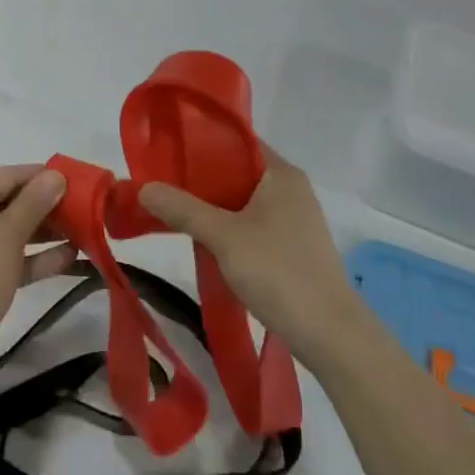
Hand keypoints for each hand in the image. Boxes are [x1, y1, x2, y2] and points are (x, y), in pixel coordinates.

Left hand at [0, 165, 73, 380]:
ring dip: (47, 231)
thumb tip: (55, 175)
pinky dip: (37, 256)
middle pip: (11, 201)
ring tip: (84, 230)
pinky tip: (71, 257)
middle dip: (48, 206)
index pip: (9, 175)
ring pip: (14, 230)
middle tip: (85, 208)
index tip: (78, 181)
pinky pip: (12, 256)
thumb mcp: (9, 232)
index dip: (43, 176)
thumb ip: (35, 201)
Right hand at [139, 147, 359, 367]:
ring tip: (174, 210)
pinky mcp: (291, 246)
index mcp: (281, 173)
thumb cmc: (279, 272)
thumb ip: (182, 209)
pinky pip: (251, 223)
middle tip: (162, 183)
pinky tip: (203, 239)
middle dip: (199, 178)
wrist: (330, 334)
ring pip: (242, 200)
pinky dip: (227, 226)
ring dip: (211, 205)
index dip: (200, 142)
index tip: (166, 150)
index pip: (236, 140)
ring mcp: (293, 219)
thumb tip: (144, 187)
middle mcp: (290, 189)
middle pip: (236, 171)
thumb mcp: (223, 237)